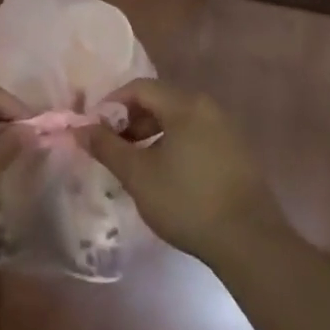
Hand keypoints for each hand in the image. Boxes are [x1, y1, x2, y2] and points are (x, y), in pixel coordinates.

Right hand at [84, 80, 283, 261]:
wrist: (249, 241)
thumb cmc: (186, 201)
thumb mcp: (137, 174)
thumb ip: (106, 147)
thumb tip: (80, 129)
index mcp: (186, 106)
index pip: (139, 88)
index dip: (111, 104)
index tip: (95, 130)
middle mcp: (209, 109)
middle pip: (160, 100)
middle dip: (130, 120)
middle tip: (112, 147)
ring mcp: (227, 131)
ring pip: (178, 119)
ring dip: (150, 133)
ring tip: (134, 163)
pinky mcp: (236, 153)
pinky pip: (196, 135)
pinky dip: (172, 144)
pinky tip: (164, 173)